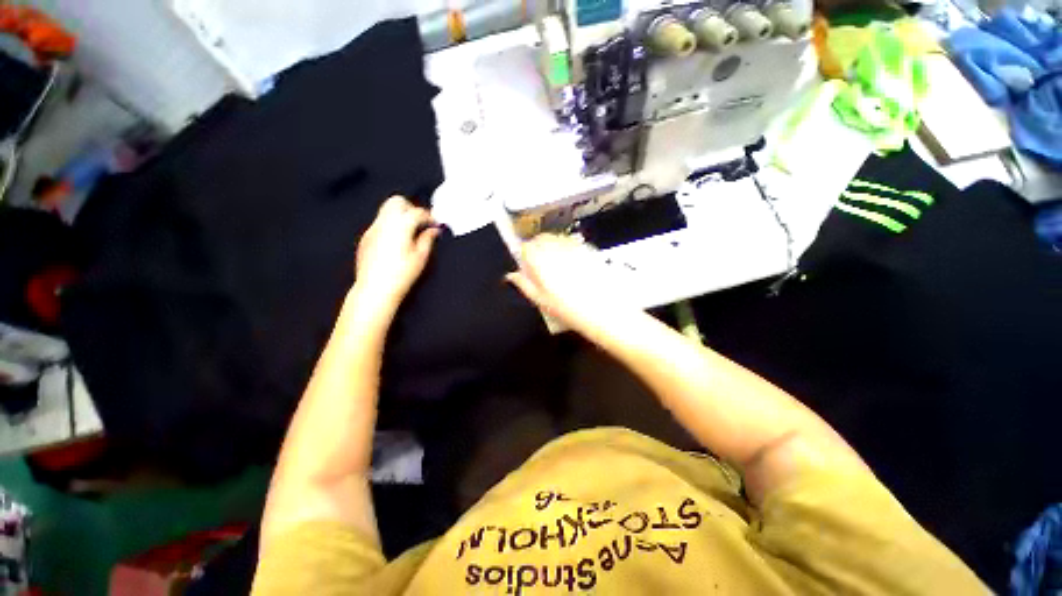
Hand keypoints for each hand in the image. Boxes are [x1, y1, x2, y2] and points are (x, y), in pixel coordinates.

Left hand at [352, 196, 439, 320]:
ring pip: (386, 211)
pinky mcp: (365, 238)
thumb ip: (428, 239)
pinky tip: (397, 242)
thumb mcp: (421, 257)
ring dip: (400, 216)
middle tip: (421, 222)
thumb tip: (433, 231)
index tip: (435, 224)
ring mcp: (372, 229)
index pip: (417, 212)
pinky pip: (379, 224)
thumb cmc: (401, 275)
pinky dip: (390, 226)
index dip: (429, 216)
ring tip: (410, 232)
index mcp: (400, 226)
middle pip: (397, 201)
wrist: (376, 289)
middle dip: (411, 208)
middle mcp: (384, 223)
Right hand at [506, 234, 626, 333]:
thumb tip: (512, 276)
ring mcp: (573, 246)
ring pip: (556, 239)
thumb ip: (523, 284)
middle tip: (539, 266)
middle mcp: (556, 248)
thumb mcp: (540, 300)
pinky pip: (571, 243)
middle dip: (537, 249)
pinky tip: (572, 268)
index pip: (524, 247)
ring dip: (551, 248)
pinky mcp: (587, 249)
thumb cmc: (571, 308)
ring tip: (556, 268)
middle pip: (540, 239)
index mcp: (539, 259)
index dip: (523, 256)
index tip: (525, 266)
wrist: (603, 309)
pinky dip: (567, 250)